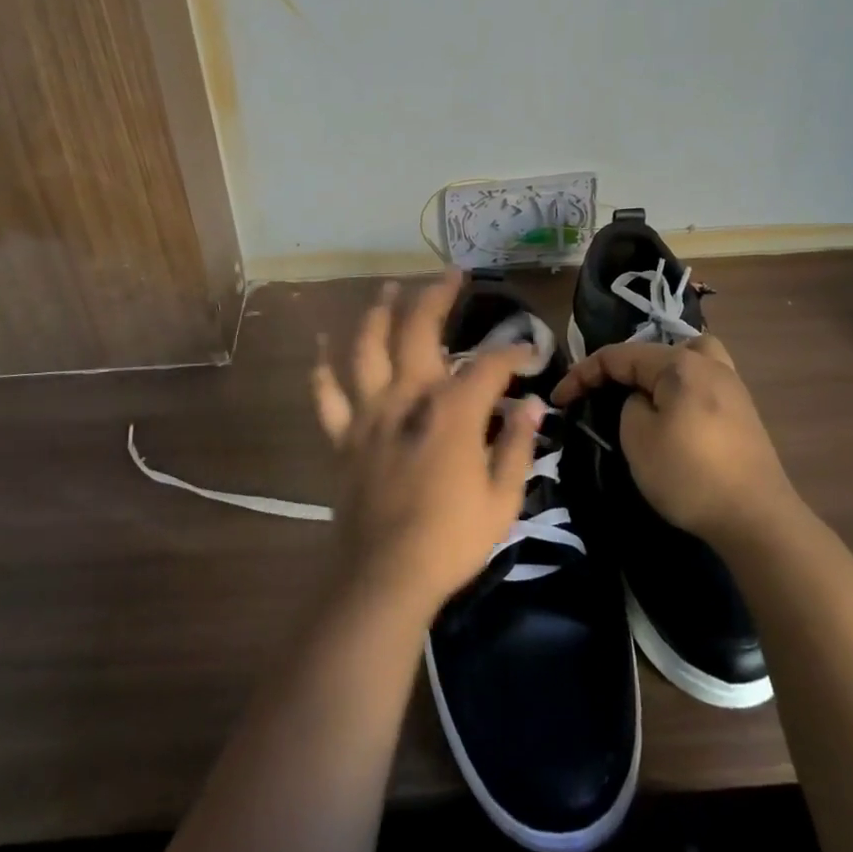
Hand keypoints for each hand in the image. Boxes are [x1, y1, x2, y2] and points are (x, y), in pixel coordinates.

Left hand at [311, 272, 544, 613]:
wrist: (385, 577)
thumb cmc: (451, 540)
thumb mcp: (503, 498)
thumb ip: (517, 444)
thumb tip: (531, 404)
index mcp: (452, 410)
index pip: (489, 364)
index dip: (513, 352)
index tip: (529, 352)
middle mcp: (408, 397)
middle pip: (419, 330)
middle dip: (437, 296)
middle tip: (451, 274)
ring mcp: (370, 413)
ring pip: (368, 348)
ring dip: (378, 313)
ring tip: (388, 288)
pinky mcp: (344, 437)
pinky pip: (326, 396)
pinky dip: (322, 369)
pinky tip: (321, 345)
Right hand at [551, 334, 792, 541]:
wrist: (757, 520)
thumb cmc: (689, 474)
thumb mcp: (637, 437)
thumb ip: (630, 405)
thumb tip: (644, 401)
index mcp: (680, 363)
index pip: (619, 355)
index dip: (583, 373)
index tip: (560, 399)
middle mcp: (710, 365)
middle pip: (658, 349)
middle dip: (625, 366)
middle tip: (607, 393)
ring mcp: (733, 388)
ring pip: (688, 360)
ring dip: (660, 373)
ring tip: (645, 397)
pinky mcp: (743, 415)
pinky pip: (703, 384)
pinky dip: (682, 390)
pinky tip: (675, 416)